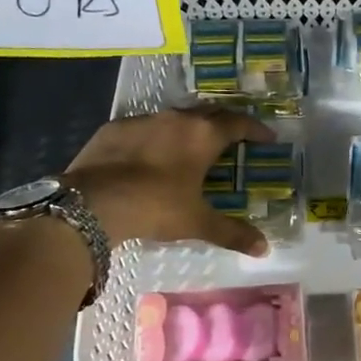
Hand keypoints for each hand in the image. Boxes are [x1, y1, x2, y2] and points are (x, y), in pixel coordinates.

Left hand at [63, 106, 274, 255]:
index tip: (267, 137)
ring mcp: (142, 120)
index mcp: (202, 135)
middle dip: (225, 122)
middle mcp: (176, 118)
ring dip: (189, 128)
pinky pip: (144, 127)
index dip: (255, 129)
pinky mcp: (114, 128)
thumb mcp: (197, 222)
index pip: (238, 122)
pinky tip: (151, 155)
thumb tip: (264, 248)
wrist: (93, 203)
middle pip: (209, 112)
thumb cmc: (155, 207)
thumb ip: (232, 232)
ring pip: (174, 117)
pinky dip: (156, 137)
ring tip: (193, 146)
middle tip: (234, 137)